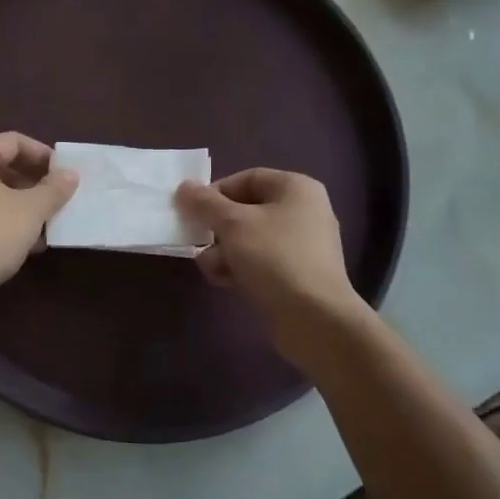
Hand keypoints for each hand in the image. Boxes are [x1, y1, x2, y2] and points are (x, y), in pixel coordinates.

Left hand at [0, 133, 78, 317]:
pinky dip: (5, 221)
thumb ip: (53, 189)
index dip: (42, 154)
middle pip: (1, 166)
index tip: (64, 173)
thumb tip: (69, 175)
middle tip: (59, 196)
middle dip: (33, 181)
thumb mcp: (32, 210)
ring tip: (49, 221)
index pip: (13, 141)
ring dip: (22, 204)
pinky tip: (29, 243)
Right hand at [175, 169, 358, 332]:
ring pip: (249, 239)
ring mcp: (302, 245)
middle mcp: (303, 211)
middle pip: (245, 210)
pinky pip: (261, 261)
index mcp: (296, 188)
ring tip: (215, 269)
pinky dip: (241, 268)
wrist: (315, 319)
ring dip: (224, 252)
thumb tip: (184, 187)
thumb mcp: (232, 225)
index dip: (215, 192)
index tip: (192, 212)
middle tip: (199, 243)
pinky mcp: (297, 274)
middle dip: (217, 229)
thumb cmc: (274, 259)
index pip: (246, 179)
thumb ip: (204, 203)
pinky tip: (227, 283)